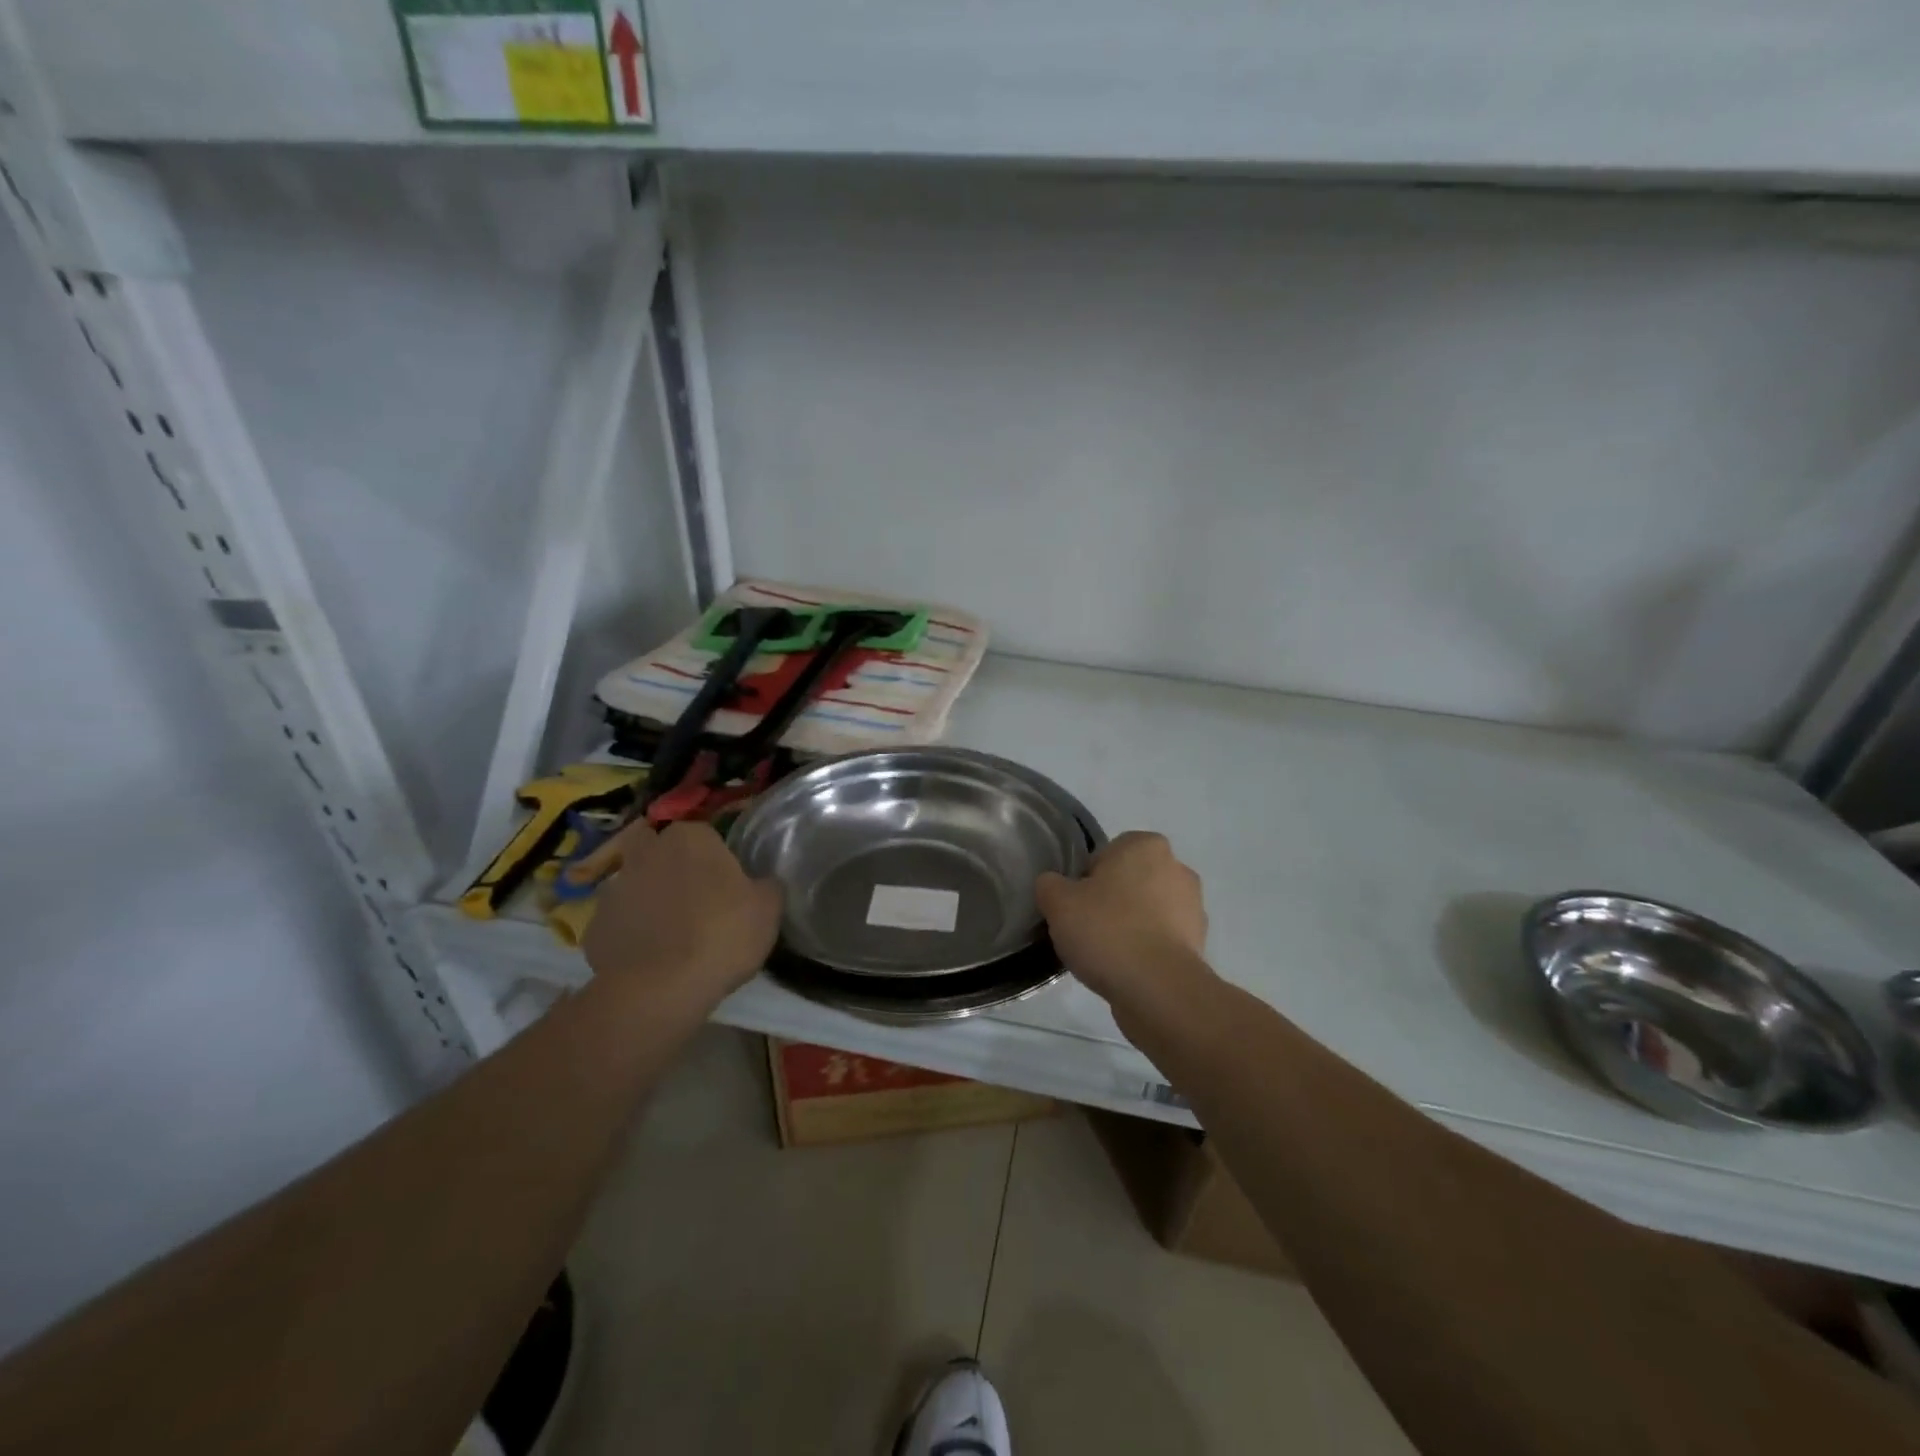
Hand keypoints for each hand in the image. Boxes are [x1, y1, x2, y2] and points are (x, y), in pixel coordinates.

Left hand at [574, 820, 781, 1004]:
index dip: (714, 857)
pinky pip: (618, 923)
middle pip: (658, 850)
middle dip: (669, 865)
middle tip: (693, 897)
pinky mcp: (593, 928)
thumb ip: (766, 885)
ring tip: (670, 933)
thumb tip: (761, 882)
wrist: (659, 990)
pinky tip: (649, 958)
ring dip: (648, 899)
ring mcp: (613, 890)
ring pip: (634, 885)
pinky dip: (630, 934)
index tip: (726, 882)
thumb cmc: (722, 935)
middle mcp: (646, 853)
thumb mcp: (769, 908)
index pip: (703, 833)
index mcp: (690, 837)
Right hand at [1036, 831, 1209, 1007]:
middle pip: (1128, 881)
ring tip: (1104, 954)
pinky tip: (1125, 969)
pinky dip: (1145, 950)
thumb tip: (1054, 886)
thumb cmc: (1107, 931)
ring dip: (1129, 926)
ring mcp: (1193, 907)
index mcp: (1145, 845)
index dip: (1084, 879)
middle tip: (1086, 928)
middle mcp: (1176, 868)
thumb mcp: (1058, 902)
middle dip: (1109, 901)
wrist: (1158, 989)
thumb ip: (1050, 884)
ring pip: (1146, 911)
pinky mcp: (1198, 944)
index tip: (1074, 906)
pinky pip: (1160, 940)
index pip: (1105, 853)